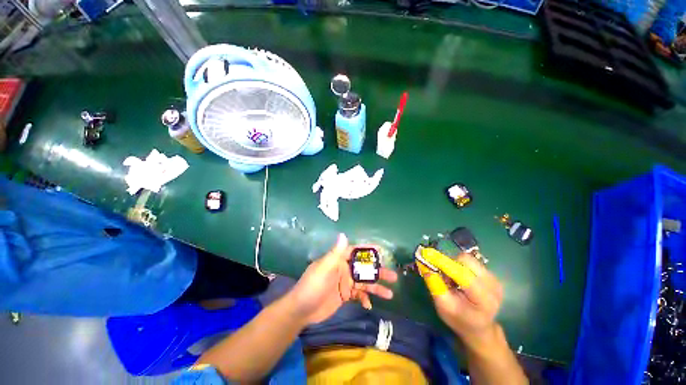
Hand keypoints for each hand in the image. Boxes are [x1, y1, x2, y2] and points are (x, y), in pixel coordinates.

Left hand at [286, 233, 397, 324]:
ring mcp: (345, 283)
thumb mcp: (324, 269)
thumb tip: (344, 234)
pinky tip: (369, 305)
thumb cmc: (312, 286)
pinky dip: (364, 299)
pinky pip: (358, 295)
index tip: (381, 250)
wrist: (301, 311)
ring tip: (390, 293)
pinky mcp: (345, 295)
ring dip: (376, 287)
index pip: (355, 251)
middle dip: (378, 272)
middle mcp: (344, 269)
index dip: (367, 250)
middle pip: (364, 269)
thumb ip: (336, 253)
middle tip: (393, 276)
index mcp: (338, 260)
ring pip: (364, 283)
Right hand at [418, 253, 502, 346]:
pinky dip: (459, 266)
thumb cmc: (459, 320)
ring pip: (468, 259)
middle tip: (440, 272)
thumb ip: (435, 286)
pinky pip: (471, 262)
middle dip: (449, 262)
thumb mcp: (443, 307)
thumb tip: (424, 265)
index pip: (462, 274)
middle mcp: (493, 285)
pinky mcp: (491, 275)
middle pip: (467, 261)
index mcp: (483, 299)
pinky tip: (458, 279)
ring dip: (454, 264)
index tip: (426, 254)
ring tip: (450, 279)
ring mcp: (494, 279)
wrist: (479, 328)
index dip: (443, 262)